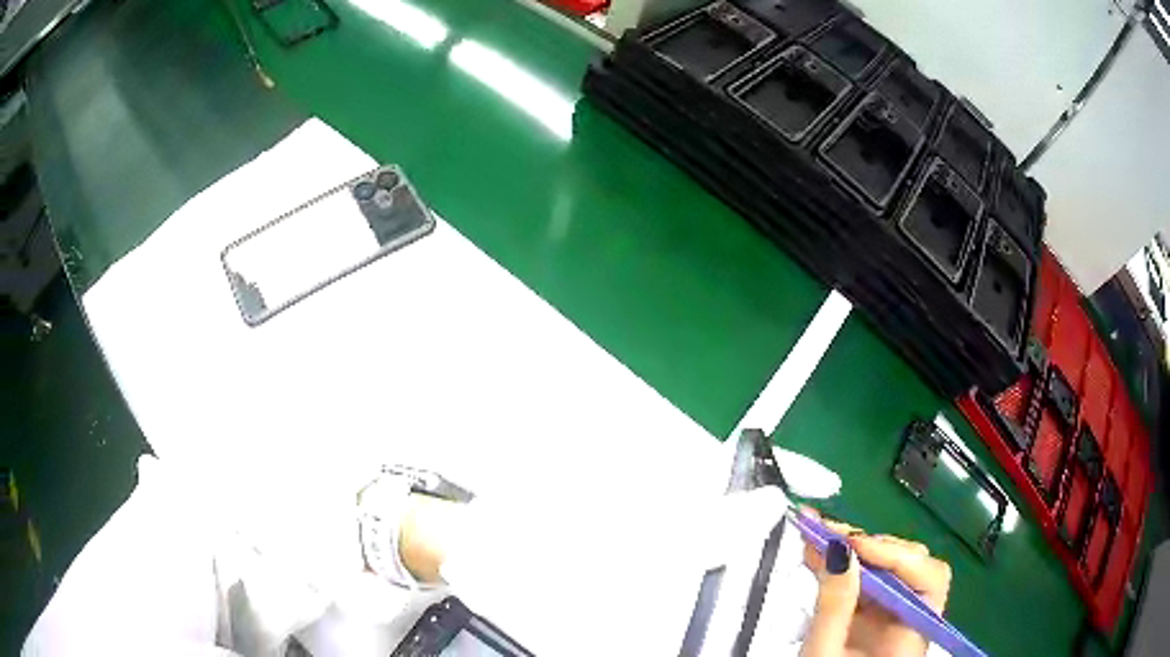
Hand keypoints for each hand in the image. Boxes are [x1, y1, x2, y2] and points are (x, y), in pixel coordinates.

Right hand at [799, 513, 951, 656]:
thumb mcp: (822, 653)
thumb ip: (834, 606)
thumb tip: (838, 551)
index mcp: (911, 634)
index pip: (928, 578)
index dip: (895, 554)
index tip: (852, 545)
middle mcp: (910, 620)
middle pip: (908, 567)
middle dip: (869, 547)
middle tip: (828, 533)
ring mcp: (891, 617)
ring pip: (885, 570)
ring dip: (853, 552)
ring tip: (815, 538)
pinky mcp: (871, 616)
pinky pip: (865, 581)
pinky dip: (843, 566)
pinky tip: (818, 556)